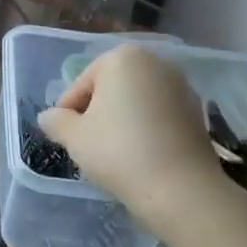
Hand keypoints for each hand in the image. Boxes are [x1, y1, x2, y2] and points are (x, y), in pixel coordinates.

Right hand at [38, 44, 243, 230]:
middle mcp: (155, 62)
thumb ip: (56, 122)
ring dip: (122, 120)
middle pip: (111, 89)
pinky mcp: (198, 112)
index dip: (69, 112)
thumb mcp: (74, 137)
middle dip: (98, 112)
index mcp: (122, 58)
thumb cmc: (118, 151)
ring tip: (113, 152)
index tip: (67, 137)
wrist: (180, 188)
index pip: (82, 84)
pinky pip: (159, 116)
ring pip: (137, 102)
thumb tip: (48, 117)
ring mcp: (182, 86)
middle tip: (87, 144)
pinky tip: (140, 156)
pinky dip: (146, 129)